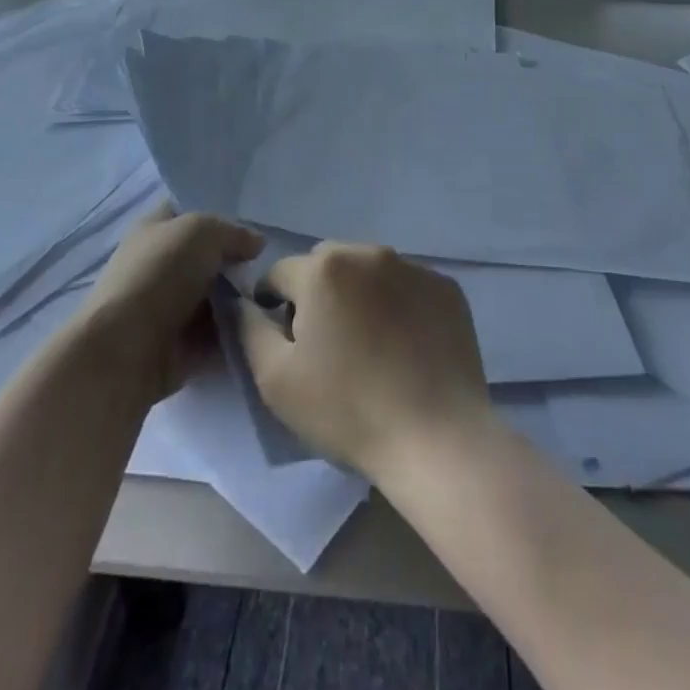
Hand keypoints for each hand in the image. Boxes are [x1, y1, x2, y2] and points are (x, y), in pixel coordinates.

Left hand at [76, 201, 261, 399]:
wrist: (126, 350)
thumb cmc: (161, 274)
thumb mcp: (203, 232)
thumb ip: (234, 233)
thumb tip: (256, 244)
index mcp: (156, 229)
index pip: (190, 212)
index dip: (220, 215)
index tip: (254, 225)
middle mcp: (161, 265)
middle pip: (210, 259)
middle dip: (239, 264)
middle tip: (269, 268)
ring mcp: (170, 308)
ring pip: (217, 299)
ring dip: (242, 303)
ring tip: (273, 302)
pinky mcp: (180, 346)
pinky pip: (218, 335)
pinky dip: (238, 335)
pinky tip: (263, 329)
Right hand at [236, 243, 491, 478]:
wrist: (436, 437)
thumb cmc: (347, 409)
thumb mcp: (276, 380)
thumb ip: (249, 330)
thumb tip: (242, 302)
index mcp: (324, 268)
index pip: (280, 274)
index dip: (274, 306)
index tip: (286, 344)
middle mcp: (369, 252)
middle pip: (327, 264)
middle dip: (318, 293)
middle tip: (328, 345)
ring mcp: (414, 267)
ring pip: (369, 271)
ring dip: (359, 295)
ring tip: (370, 346)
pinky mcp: (447, 288)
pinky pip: (408, 286)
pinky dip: (399, 304)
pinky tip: (405, 347)